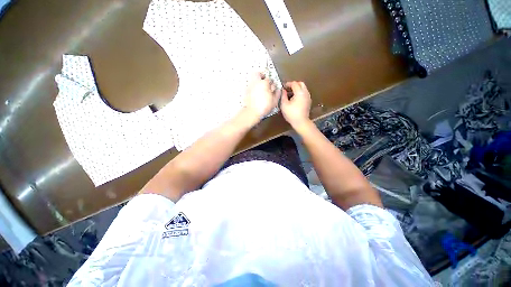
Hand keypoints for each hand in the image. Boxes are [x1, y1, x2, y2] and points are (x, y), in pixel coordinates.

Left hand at [243, 72, 279, 122]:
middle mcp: (256, 83)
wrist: (253, 112)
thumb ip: (277, 94)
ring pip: (252, 79)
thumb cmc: (263, 107)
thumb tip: (278, 90)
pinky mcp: (246, 92)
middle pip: (257, 74)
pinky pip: (250, 86)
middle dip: (261, 75)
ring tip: (261, 87)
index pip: (269, 79)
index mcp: (264, 83)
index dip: (271, 82)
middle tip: (264, 79)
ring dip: (257, 81)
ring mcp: (250, 87)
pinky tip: (256, 93)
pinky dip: (253, 88)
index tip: (272, 86)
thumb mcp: (274, 101)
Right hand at [281, 81, 311, 128]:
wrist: (301, 122)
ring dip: (297, 89)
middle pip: (301, 84)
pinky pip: (304, 93)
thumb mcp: (284, 105)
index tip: (283, 87)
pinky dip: (299, 93)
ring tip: (290, 94)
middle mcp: (305, 93)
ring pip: (303, 88)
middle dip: (294, 85)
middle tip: (287, 89)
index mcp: (299, 92)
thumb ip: (283, 95)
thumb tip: (283, 90)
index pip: (294, 83)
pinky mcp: (308, 101)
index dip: (288, 84)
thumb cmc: (291, 114)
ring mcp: (308, 97)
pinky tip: (294, 99)